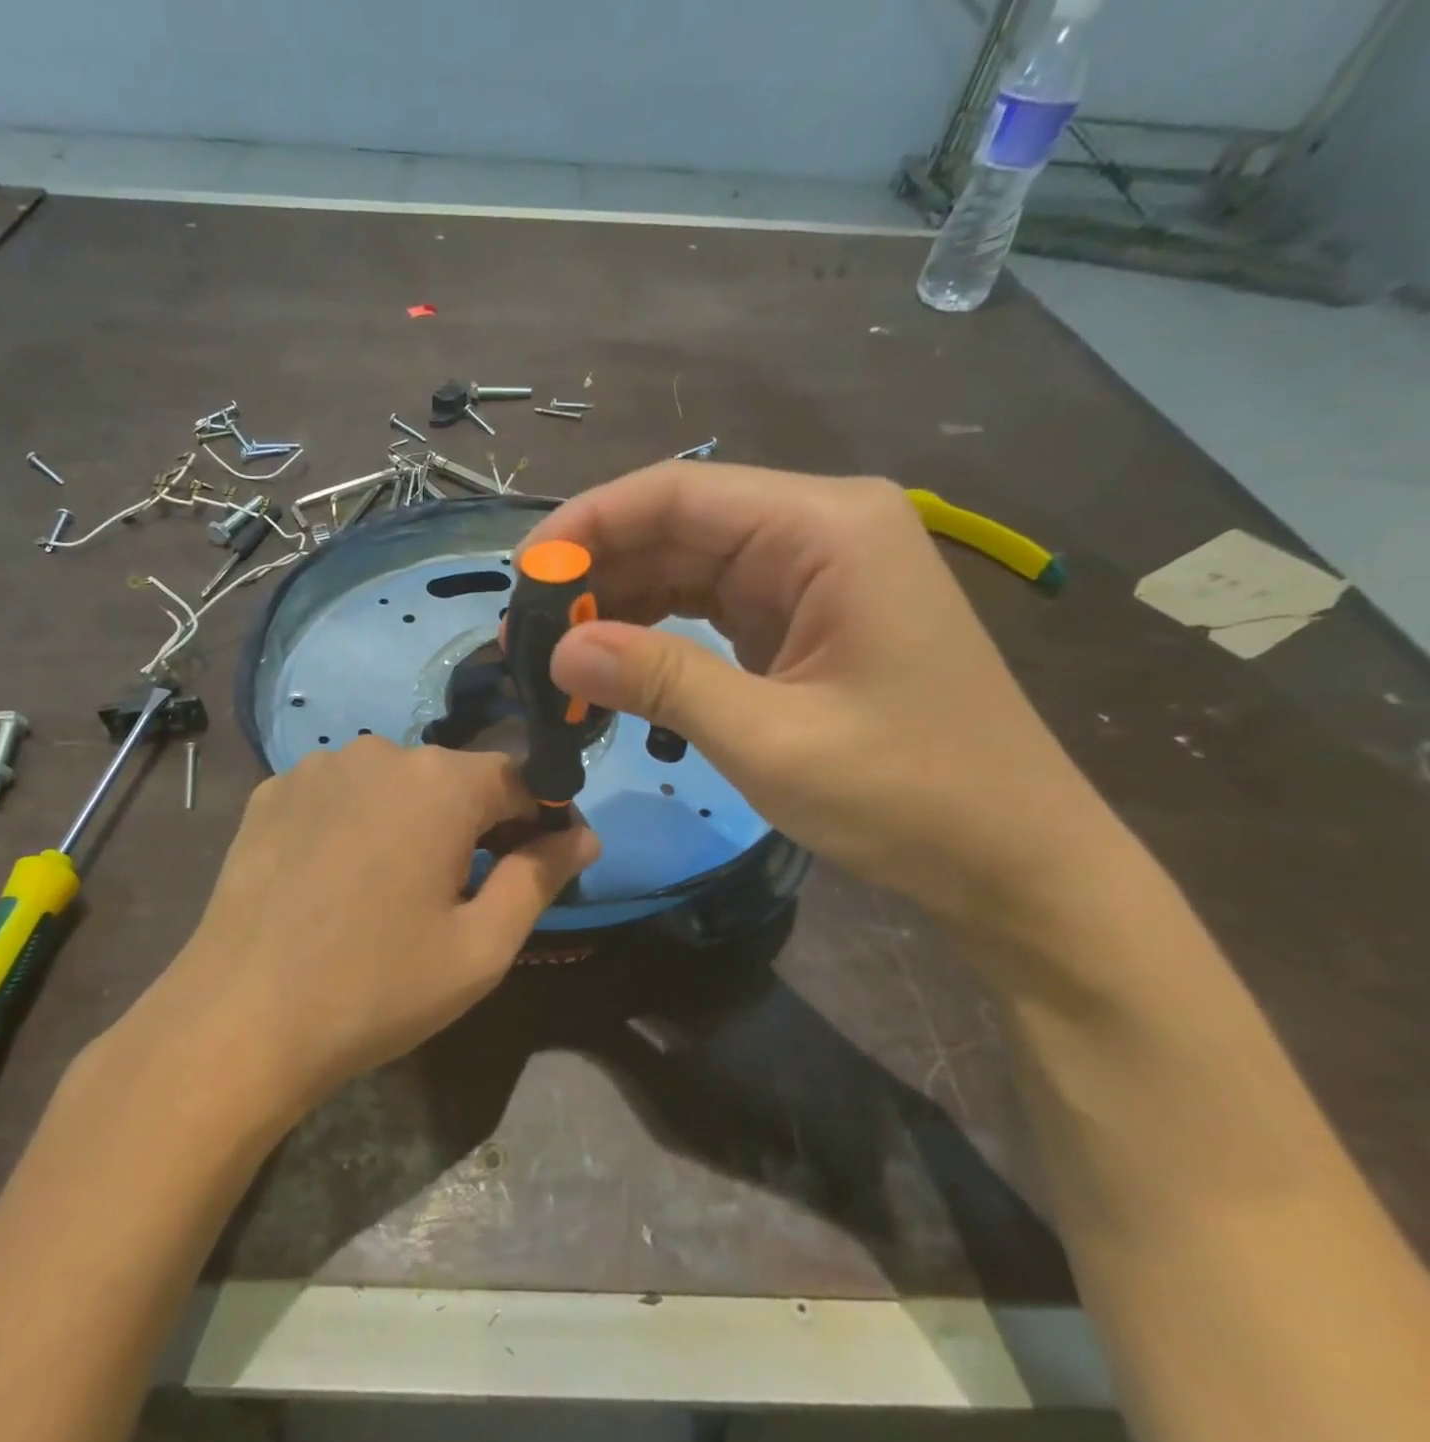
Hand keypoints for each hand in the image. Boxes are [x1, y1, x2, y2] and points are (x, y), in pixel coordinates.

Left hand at [119, 740, 595, 1113]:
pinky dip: (357, 823)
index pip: (520, 779)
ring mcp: (317, 767)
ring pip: (394, 784)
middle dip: (476, 824)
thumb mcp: (481, 947)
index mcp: (441, 782)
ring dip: (413, 821)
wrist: (238, 1021)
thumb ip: (541, 878)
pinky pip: (339, 794)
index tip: (539, 866)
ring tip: (395, 888)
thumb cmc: (376, 988)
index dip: (539, 821)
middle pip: (455, 778)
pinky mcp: (272, 792)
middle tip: (466, 892)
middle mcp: (380, 751)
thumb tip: (583, 835)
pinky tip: (338, 877)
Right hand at [521, 464, 1117, 931]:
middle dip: (597, 571)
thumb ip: (659, 682)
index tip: (520, 574)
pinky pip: (711, 605)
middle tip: (524, 629)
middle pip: (679, 526)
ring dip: (620, 603)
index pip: (678, 494)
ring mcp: (814, 575)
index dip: (588, 524)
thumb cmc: (908, 794)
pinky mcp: (805, 619)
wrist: (1011, 857)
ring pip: (689, 566)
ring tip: (555, 650)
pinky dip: (657, 631)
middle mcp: (820, 530)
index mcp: (825, 529)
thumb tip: (557, 651)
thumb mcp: (769, 738)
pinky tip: (612, 662)